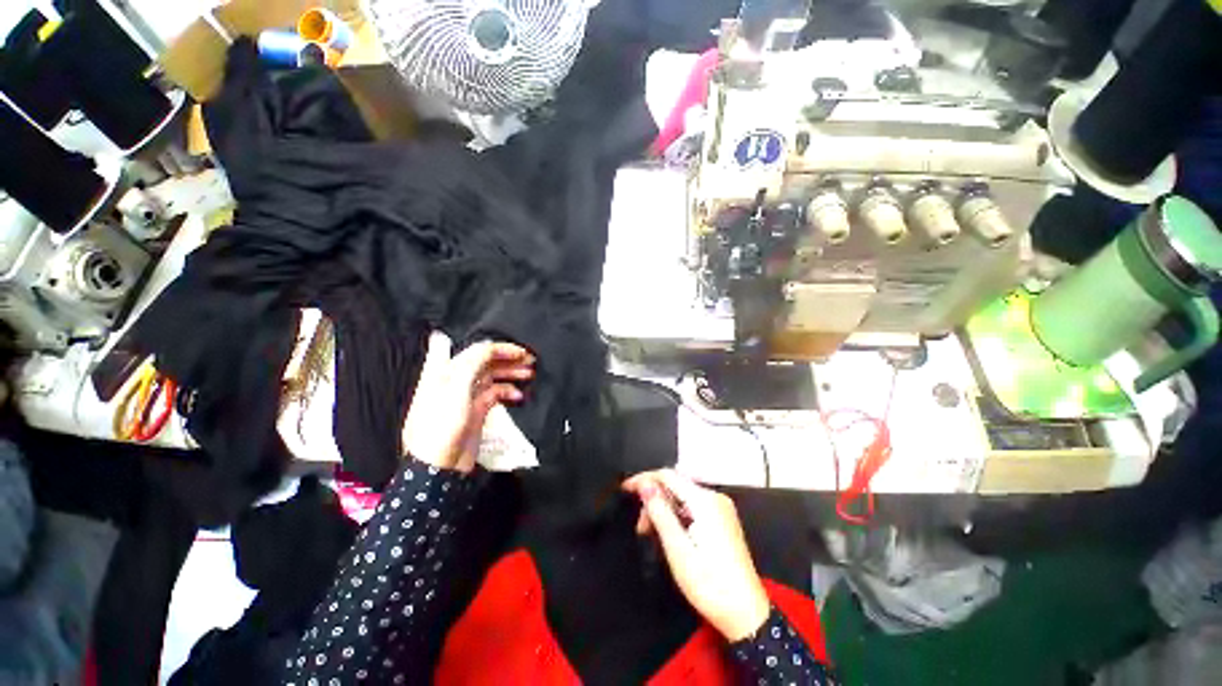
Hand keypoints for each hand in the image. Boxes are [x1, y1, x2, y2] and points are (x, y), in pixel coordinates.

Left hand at [402, 332, 533, 472]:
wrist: (438, 465)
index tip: (520, 351)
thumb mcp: (456, 388)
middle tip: (530, 360)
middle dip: (509, 359)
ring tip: (529, 374)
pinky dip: (508, 392)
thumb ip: (472, 363)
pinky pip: (496, 394)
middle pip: (487, 361)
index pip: (477, 350)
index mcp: (447, 370)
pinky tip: (518, 396)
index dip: (499, 348)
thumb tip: (488, 345)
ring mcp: (468, 395)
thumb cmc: (440, 426)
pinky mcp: (477, 410)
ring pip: (494, 376)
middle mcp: (457, 379)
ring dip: (512, 373)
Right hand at [623, 469, 769, 641]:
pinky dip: (677, 515)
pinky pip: (693, 506)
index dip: (644, 479)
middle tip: (641, 528)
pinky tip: (670, 533)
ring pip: (683, 496)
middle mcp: (715, 497)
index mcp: (705, 501)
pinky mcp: (723, 520)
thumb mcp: (678, 550)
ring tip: (651, 534)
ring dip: (664, 509)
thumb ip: (660, 512)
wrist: (747, 615)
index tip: (625, 489)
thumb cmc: (709, 584)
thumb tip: (644, 483)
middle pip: (676, 485)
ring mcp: (721, 508)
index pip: (668, 476)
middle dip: (654, 499)